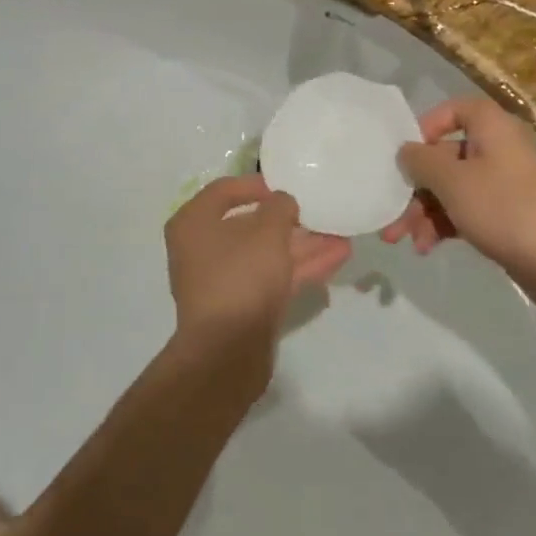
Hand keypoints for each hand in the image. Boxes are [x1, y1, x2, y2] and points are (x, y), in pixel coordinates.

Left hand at [164, 175, 350, 377]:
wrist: (228, 351)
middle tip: (321, 211)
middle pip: (250, 224)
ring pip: (267, 253)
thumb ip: (279, 208)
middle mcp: (203, 248)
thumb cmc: (240, 276)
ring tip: (341, 234)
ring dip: (303, 244)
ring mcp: (224, 279)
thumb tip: (283, 203)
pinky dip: (301, 267)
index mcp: (194, 223)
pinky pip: (273, 277)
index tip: (288, 185)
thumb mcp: (266, 231)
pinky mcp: (243, 306)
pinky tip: (336, 258)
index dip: (257, 185)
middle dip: (290, 220)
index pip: (224, 191)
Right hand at [382, 98, 535, 305]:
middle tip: (391, 214)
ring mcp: (506, 185)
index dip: (427, 127)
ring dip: (425, 211)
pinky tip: (427, 248)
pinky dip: (446, 225)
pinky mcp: (509, 216)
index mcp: (492, 127)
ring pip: (454, 188)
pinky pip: (468, 210)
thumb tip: (406, 150)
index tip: (407, 155)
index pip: (454, 109)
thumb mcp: (453, 182)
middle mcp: (500, 149)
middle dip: (416, 187)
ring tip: (405, 241)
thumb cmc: (506, 209)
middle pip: (446, 156)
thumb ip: (422, 161)